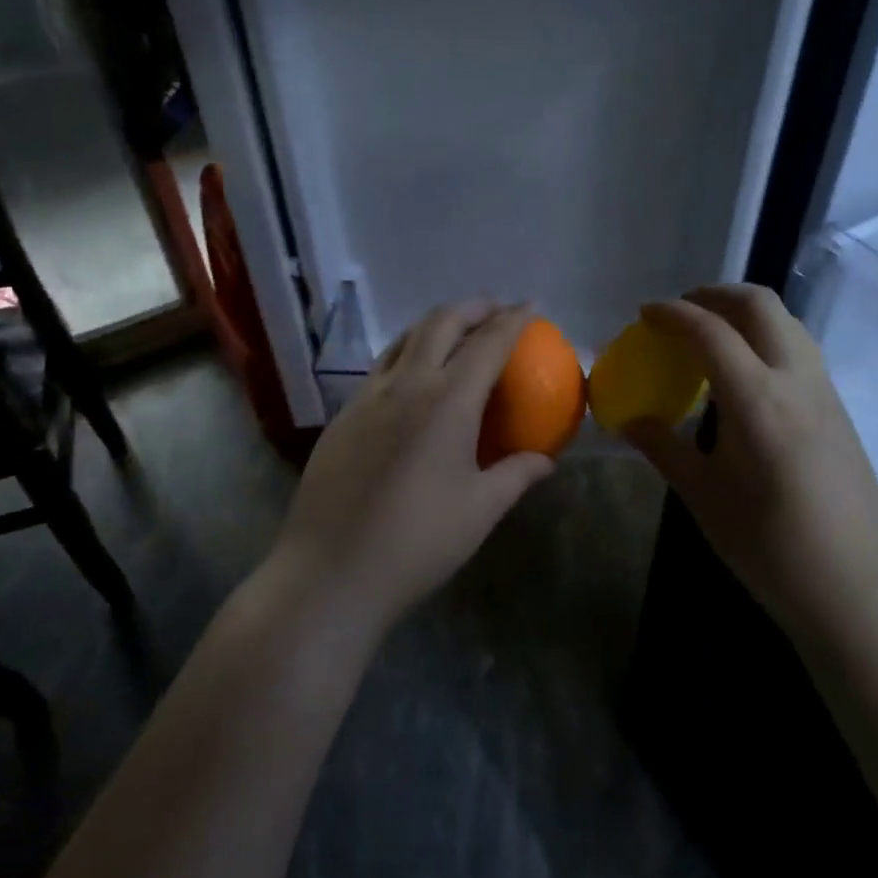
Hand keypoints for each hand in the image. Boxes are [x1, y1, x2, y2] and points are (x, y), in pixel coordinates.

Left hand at [276, 300, 555, 626]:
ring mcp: (366, 397)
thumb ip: (517, 475)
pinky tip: (414, 379)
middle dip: (473, 307)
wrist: (331, 572)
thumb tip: (546, 460)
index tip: (531, 306)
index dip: (513, 319)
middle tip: (496, 309)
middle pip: (441, 323)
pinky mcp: (342, 415)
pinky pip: (381, 367)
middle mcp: (405, 385)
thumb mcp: (480, 510)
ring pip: (404, 338)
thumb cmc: (417, 542)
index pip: (488, 343)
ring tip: (457, 331)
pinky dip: (408, 353)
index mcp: (447, 401)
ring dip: (436, 324)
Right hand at [623, 285, 877, 643]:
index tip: (645, 313)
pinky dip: (767, 337)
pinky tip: (746, 374)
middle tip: (680, 311)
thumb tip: (627, 420)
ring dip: (745, 312)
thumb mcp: (703, 496)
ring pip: (787, 322)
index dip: (673, 314)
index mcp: (757, 399)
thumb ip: (664, 447)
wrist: (853, 590)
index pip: (710, 331)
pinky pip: (800, 349)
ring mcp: (825, 392)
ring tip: (711, 334)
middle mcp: (796, 380)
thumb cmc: (768, 547)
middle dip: (715, 294)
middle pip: (759, 305)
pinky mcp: (839, 410)